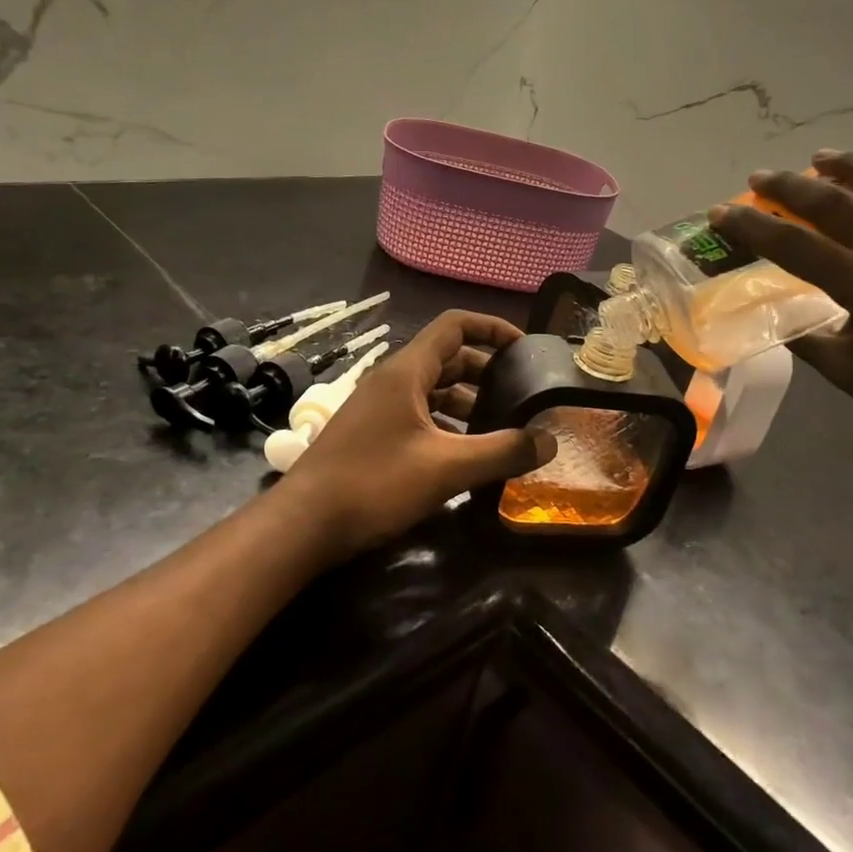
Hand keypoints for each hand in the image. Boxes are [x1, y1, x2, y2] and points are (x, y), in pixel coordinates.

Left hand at [271, 310, 557, 562]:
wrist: (302, 525)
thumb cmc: (374, 483)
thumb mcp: (446, 468)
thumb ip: (502, 451)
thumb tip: (550, 442)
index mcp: (407, 372)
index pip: (455, 325)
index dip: (492, 328)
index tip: (524, 348)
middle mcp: (391, 381)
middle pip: (447, 358)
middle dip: (486, 371)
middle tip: (520, 393)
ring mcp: (378, 408)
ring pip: (433, 390)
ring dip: (467, 401)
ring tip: (501, 426)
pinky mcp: (371, 434)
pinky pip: (418, 414)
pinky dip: (446, 424)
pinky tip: (465, 453)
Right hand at [711, 139, 852, 512]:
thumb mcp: (847, 374)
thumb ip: (805, 337)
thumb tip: (773, 313)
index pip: (795, 245)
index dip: (752, 226)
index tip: (722, 212)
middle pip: (838, 203)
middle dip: (791, 187)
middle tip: (760, 178)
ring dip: (852, 165)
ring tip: (822, 157)